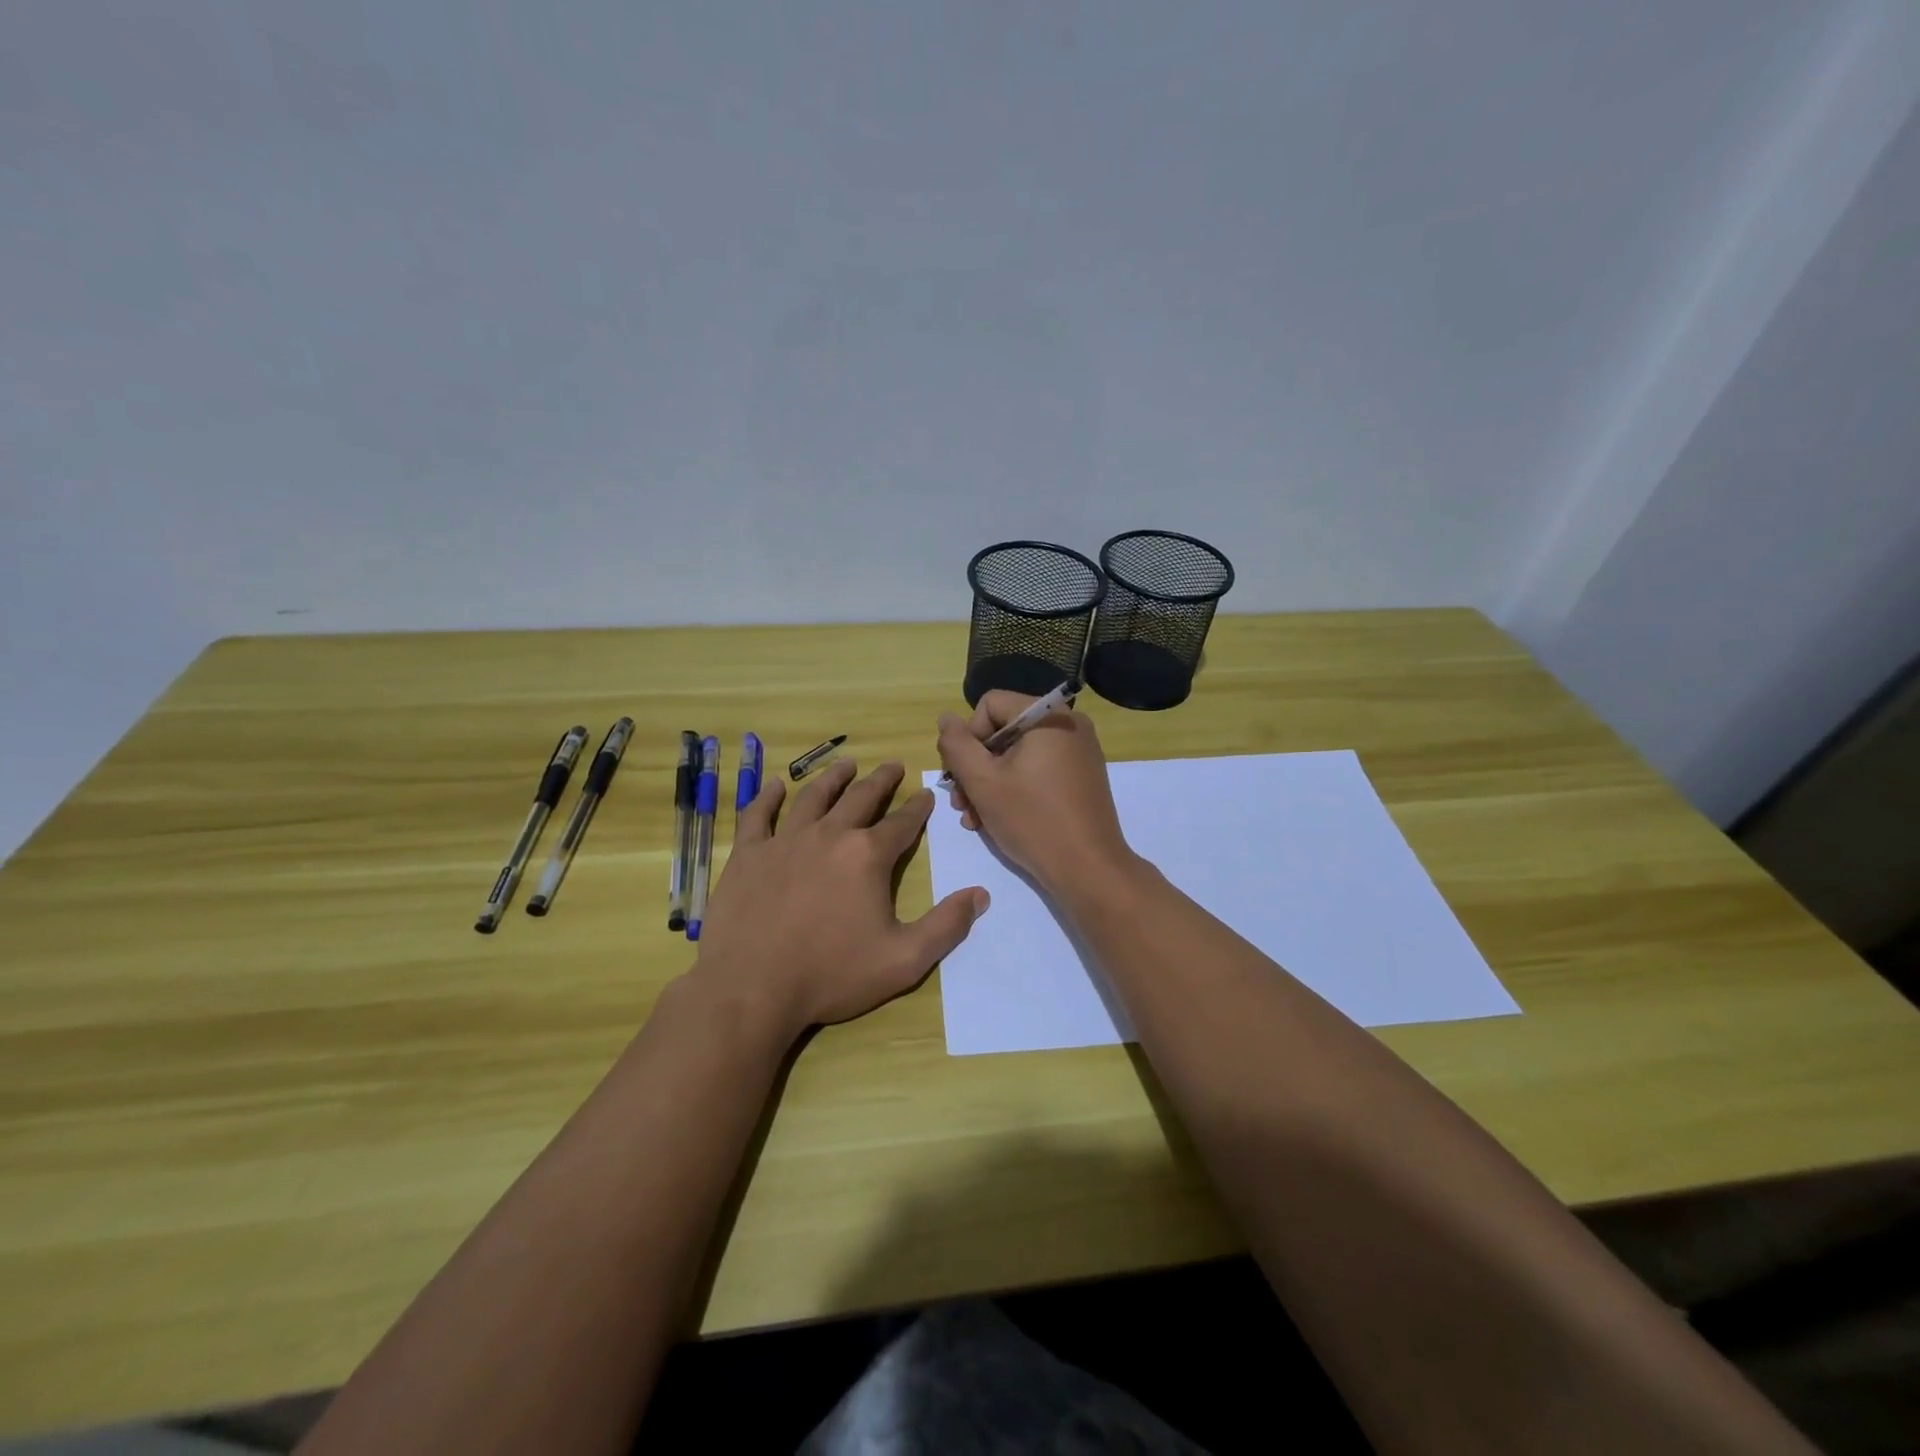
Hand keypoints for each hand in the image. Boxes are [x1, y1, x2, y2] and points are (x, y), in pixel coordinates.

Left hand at [691, 759, 988, 1036]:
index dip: (917, 807)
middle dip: (881, 780)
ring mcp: (784, 841)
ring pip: (813, 797)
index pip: (902, 823)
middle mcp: (829, 835)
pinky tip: (775, 787)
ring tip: (846, 764)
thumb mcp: (903, 960)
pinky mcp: (748, 854)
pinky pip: (758, 815)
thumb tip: (981, 894)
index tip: (925, 793)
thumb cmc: (832, 975)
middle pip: (860, 798)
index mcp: (867, 856)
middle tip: (892, 765)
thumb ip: (946, 926)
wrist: (752, 988)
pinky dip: (768, 797)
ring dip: (832, 778)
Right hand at [936, 692, 1135, 896]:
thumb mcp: (982, 781)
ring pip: (1017, 755)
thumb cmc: (1032, 820)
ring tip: (973, 819)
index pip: (990, 705)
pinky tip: (996, 819)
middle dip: (975, 767)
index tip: (962, 776)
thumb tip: (946, 719)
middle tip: (960, 804)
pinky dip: (1014, 789)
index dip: (968, 738)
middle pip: (1003, 731)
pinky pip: (1037, 770)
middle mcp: (1068, 724)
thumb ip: (956, 745)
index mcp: (1048, 715)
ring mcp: (1079, 752)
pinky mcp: (1081, 777)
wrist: (1089, 870)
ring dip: (989, 783)